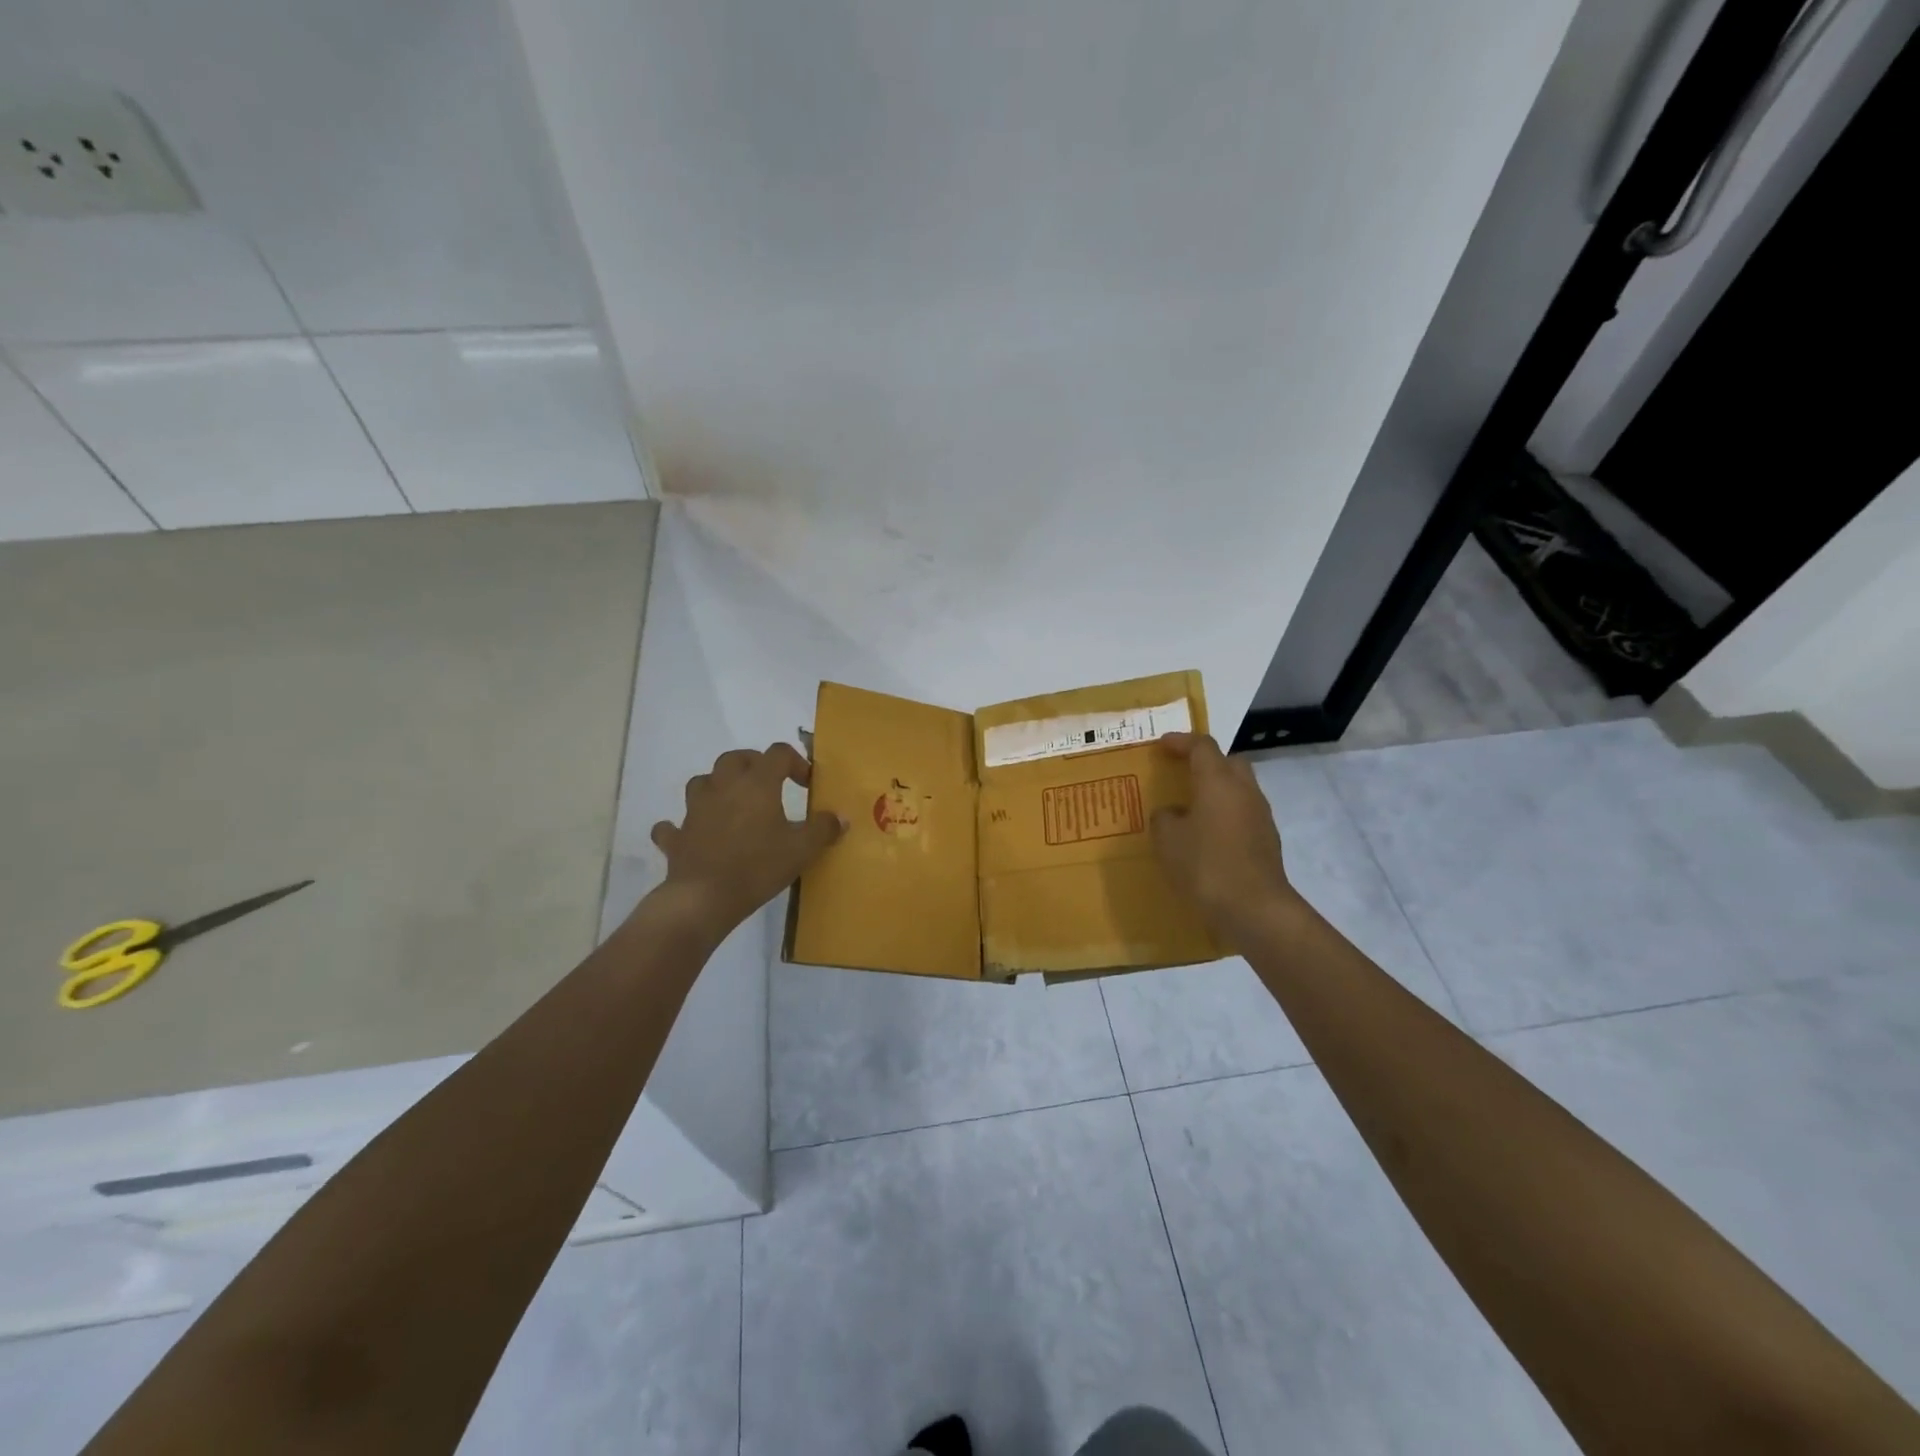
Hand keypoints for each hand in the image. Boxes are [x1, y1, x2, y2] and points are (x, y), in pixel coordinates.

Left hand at [649, 743, 845, 936]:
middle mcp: (724, 787)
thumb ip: (823, 829)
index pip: (778, 754)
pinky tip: (692, 835)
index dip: (796, 762)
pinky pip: (674, 825)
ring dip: (717, 786)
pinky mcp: (677, 837)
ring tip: (732, 803)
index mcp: (757, 784)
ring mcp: (695, 810)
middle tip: (770, 784)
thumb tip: (840, 817)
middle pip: (735, 758)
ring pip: (702, 782)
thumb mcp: (802, 849)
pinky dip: (683, 827)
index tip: (807, 784)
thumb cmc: (758, 866)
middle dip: (754, 764)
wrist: (704, 898)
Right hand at [1150, 732, 1302, 941]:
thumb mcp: (1167, 840)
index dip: (1181, 741)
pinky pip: (1243, 814)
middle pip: (1228, 762)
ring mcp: (1260, 815)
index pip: (1202, 746)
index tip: (1162, 744)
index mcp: (1217, 781)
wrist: (1254, 908)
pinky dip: (1226, 814)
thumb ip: (1164, 818)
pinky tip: (1208, 836)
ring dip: (1217, 790)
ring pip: (1239, 789)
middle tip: (1182, 772)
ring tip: (1192, 807)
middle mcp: (1244, 790)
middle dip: (1206, 762)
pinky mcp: (1267, 840)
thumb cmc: (1205, 865)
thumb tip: (1172, 813)